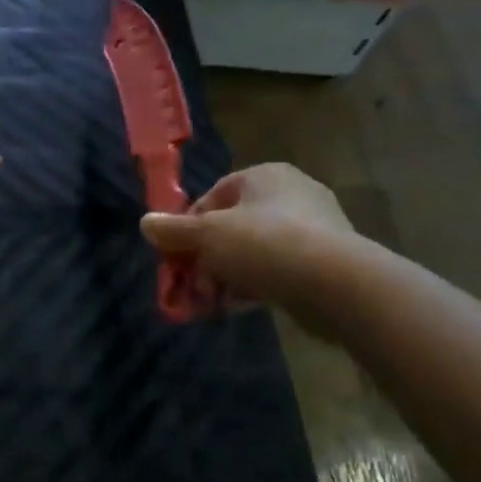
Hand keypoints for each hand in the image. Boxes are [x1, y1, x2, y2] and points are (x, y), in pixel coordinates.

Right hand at [140, 164, 362, 329]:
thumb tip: (145, 223)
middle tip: (194, 285)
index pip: (213, 196)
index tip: (178, 256)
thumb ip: (174, 230)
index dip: (189, 227)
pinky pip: (278, 268)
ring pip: (254, 250)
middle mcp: (291, 193)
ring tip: (213, 302)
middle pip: (232, 226)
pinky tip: (240, 306)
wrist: (335, 283)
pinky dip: (256, 284)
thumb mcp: (207, 235)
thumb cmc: (263, 244)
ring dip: (228, 275)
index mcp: (264, 175)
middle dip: (208, 258)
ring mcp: (312, 227)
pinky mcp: (324, 259)